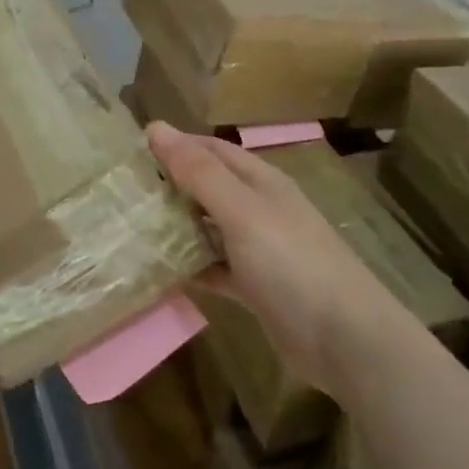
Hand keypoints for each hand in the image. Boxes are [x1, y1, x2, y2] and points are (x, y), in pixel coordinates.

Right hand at [146, 123, 415, 393]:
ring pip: (209, 227)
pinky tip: (161, 272)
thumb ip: (199, 171)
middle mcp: (260, 209)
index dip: (174, 145)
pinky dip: (192, 266)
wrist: (347, 342)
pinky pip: (215, 267)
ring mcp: (260, 249)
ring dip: (177, 226)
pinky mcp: (256, 287)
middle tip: (122, 192)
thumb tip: (156, 126)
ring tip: (131, 227)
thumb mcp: (241, 211)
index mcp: (260, 182)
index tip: (130, 152)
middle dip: (170, 185)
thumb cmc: (291, 264)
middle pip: (208, 187)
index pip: (210, 150)